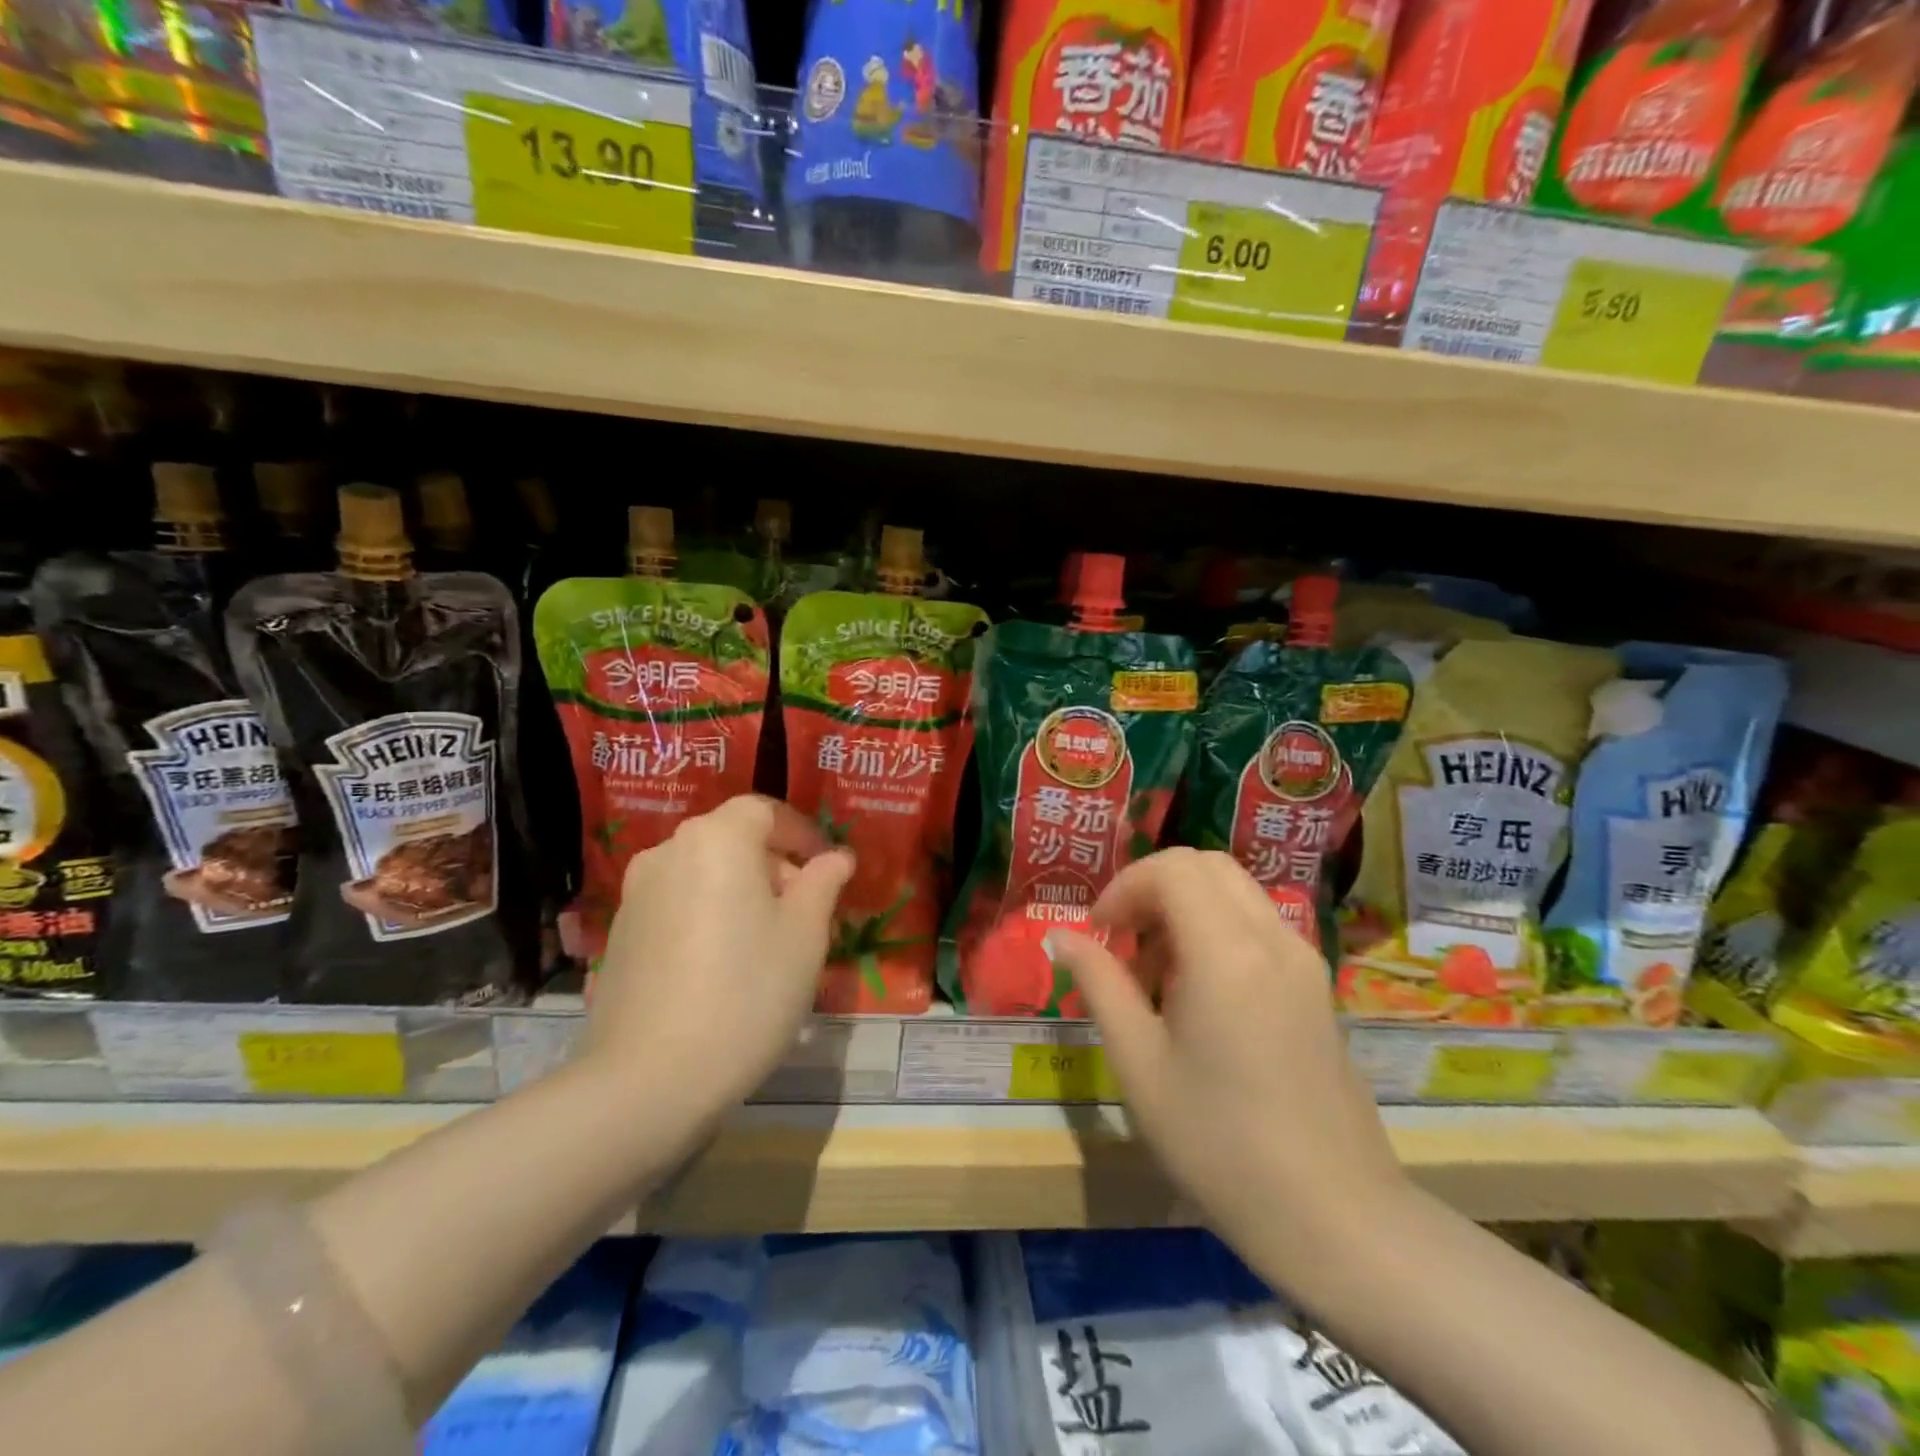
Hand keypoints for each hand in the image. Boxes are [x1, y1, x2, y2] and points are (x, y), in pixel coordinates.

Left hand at [583, 796, 852, 1129]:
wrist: (649, 1078)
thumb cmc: (747, 993)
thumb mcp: (805, 936)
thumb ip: (823, 883)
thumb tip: (835, 858)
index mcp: (717, 839)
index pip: (765, 811)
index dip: (802, 833)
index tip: (827, 868)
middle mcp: (669, 852)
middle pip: (732, 840)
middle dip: (774, 865)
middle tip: (805, 911)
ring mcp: (637, 894)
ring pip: (704, 873)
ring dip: (740, 891)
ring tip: (766, 941)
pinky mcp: (620, 934)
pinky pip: (677, 905)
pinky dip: (707, 915)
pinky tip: (722, 966)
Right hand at [1046, 849, 1404, 1255]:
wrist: (1335, 1219)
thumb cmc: (1219, 1144)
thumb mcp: (1140, 1064)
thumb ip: (1099, 984)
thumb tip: (1063, 936)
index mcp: (1227, 951)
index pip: (1172, 869)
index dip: (1124, 887)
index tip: (1099, 933)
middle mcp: (1272, 938)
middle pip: (1206, 866)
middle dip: (1154, 888)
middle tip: (1124, 943)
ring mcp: (1303, 960)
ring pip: (1235, 891)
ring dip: (1186, 908)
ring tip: (1156, 975)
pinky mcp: (1317, 986)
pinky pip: (1258, 925)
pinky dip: (1217, 930)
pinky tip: (1200, 994)